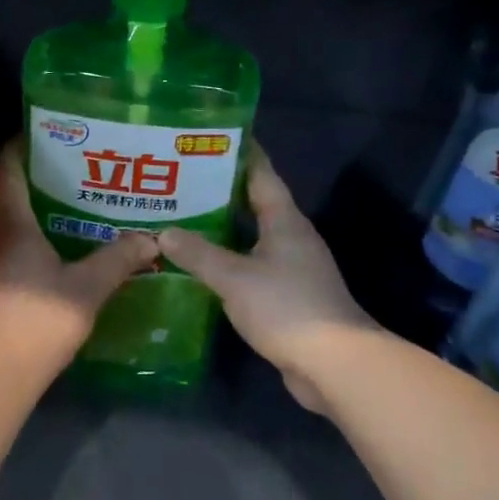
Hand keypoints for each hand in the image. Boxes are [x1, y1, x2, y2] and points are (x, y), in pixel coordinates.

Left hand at [0, 142, 159, 379]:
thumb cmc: (38, 319)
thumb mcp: (88, 287)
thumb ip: (118, 259)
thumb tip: (149, 238)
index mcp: (8, 220)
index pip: (5, 165)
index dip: (22, 143)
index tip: (52, 134)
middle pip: (3, 188)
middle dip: (33, 173)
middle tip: (72, 167)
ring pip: (3, 217)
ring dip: (30, 206)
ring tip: (69, 201)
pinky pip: (3, 242)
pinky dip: (25, 234)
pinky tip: (55, 245)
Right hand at [157, 147, 376, 414]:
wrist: (334, 364)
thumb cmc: (287, 307)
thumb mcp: (235, 278)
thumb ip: (198, 254)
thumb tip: (164, 232)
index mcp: (284, 221)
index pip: (261, 173)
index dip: (239, 152)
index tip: (211, 135)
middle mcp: (291, 236)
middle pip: (254, 202)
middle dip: (220, 189)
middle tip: (181, 178)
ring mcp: (292, 266)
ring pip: (252, 235)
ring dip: (222, 227)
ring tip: (183, 216)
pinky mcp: (288, 294)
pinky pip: (252, 264)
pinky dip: (228, 259)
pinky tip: (202, 264)